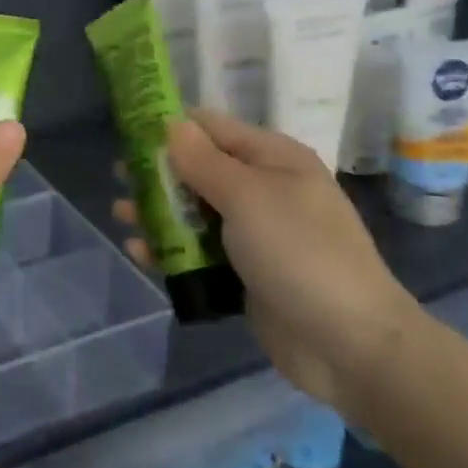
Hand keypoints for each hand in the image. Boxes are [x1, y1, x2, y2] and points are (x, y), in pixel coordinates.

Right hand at [114, 111, 419, 411]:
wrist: (350, 345)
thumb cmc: (299, 253)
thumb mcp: (247, 197)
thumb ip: (203, 161)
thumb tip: (171, 123)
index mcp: (273, 159)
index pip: (212, 128)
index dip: (170, 127)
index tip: (127, 132)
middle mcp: (264, 190)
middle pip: (199, 170)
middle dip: (158, 174)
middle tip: (118, 178)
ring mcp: (255, 234)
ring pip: (195, 213)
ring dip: (158, 213)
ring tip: (120, 215)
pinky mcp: (245, 273)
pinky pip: (200, 253)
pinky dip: (170, 250)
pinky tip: (140, 253)